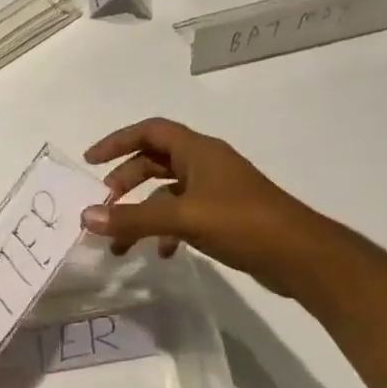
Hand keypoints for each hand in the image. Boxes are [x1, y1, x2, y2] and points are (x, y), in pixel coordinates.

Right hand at [80, 118, 334, 295]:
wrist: (300, 256)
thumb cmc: (242, 223)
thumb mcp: (182, 218)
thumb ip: (132, 218)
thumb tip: (86, 216)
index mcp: (198, 151)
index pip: (149, 132)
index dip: (117, 141)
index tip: (90, 161)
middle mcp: (205, 165)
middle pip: (154, 162)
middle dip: (125, 182)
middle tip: (104, 204)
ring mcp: (215, 191)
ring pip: (166, 194)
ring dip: (141, 213)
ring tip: (121, 242)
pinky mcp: (223, 216)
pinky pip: (182, 215)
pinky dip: (164, 230)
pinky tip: (161, 253)